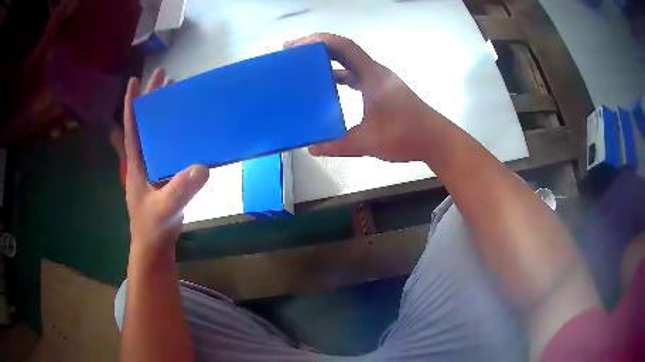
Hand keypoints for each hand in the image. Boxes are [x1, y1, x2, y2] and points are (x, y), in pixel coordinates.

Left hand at [123, 68, 208, 251]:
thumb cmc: (152, 227)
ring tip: (175, 92)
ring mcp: (153, 166)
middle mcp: (143, 159)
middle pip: (145, 122)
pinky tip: (186, 126)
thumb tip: (202, 167)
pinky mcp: (164, 174)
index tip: (135, 80)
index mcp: (137, 162)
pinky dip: (174, 132)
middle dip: (152, 98)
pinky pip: (168, 146)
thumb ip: (180, 190)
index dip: (132, 103)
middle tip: (164, 76)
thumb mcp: (165, 208)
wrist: (155, 245)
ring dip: (163, 112)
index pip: (131, 127)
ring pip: (156, 132)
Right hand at [284, 33, 448, 161]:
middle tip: (293, 54)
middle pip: (344, 51)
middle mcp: (376, 72)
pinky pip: (357, 76)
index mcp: (372, 76)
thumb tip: (312, 148)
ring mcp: (380, 81)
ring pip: (350, 63)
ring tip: (306, 68)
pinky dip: (341, 77)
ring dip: (329, 62)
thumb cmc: (406, 136)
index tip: (296, 45)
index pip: (343, 47)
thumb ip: (338, 145)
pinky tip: (329, 87)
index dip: (319, 41)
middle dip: (318, 49)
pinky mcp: (383, 90)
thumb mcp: (368, 142)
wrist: (436, 140)